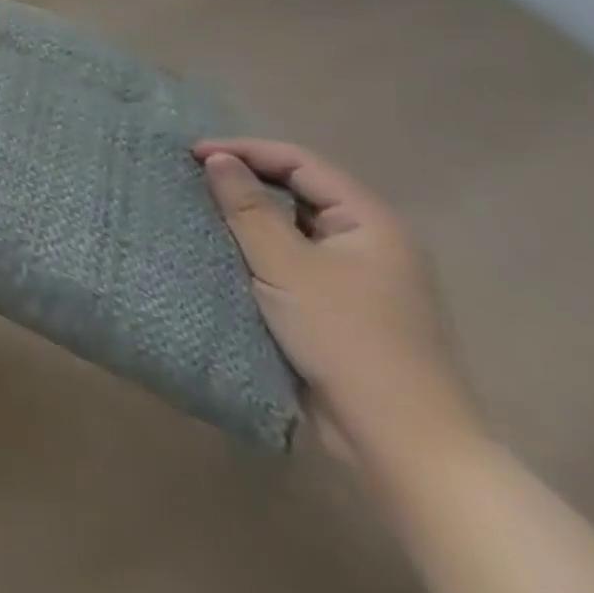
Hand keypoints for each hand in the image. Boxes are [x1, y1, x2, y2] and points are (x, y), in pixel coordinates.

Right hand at [195, 139, 483, 472]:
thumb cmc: (346, 339)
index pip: (300, 162)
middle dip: (247, 177)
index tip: (191, 153)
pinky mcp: (345, 306)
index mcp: (371, 222)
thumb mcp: (285, 266)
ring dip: (252, 213)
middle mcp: (372, 240)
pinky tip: (229, 250)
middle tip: (193, 175)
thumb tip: (217, 158)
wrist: (402, 442)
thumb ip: (248, 206)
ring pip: (297, 224)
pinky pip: (297, 256)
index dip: (244, 150)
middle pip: (301, 188)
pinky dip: (262, 246)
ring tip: (203, 207)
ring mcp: (362, 276)